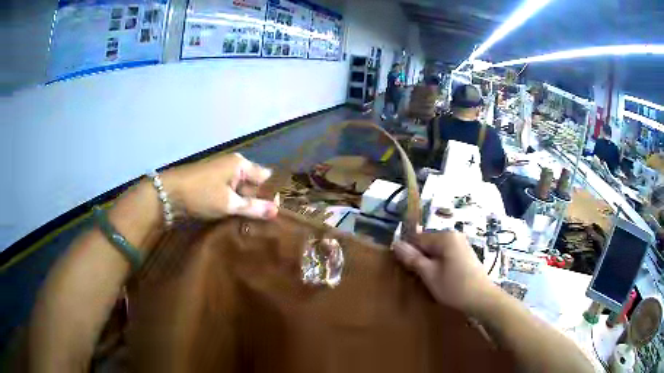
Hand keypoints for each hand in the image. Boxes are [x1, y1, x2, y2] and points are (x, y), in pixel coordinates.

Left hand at [161, 153, 277, 219]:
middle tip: (264, 224)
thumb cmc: (200, 195)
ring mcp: (221, 175)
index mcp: (240, 164)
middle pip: (254, 185)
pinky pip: (230, 195)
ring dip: (245, 207)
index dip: (271, 195)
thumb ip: (253, 207)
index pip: (265, 177)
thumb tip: (277, 211)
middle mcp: (233, 166)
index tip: (274, 214)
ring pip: (241, 192)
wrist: (167, 195)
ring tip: (252, 225)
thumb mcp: (228, 203)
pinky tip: (236, 220)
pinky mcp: (212, 185)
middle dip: (258, 203)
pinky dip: (233, 206)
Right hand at [393, 231, 495, 314]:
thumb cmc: (454, 286)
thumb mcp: (429, 274)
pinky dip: (440, 265)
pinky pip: (446, 255)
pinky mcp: (465, 254)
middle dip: (420, 258)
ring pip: (437, 251)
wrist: (482, 299)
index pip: (417, 238)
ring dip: (429, 263)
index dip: (409, 253)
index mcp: (445, 236)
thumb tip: (396, 243)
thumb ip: (413, 258)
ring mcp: (461, 244)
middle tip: (418, 277)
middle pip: (428, 244)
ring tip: (429, 280)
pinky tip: (441, 279)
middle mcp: (454, 235)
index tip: (405, 269)